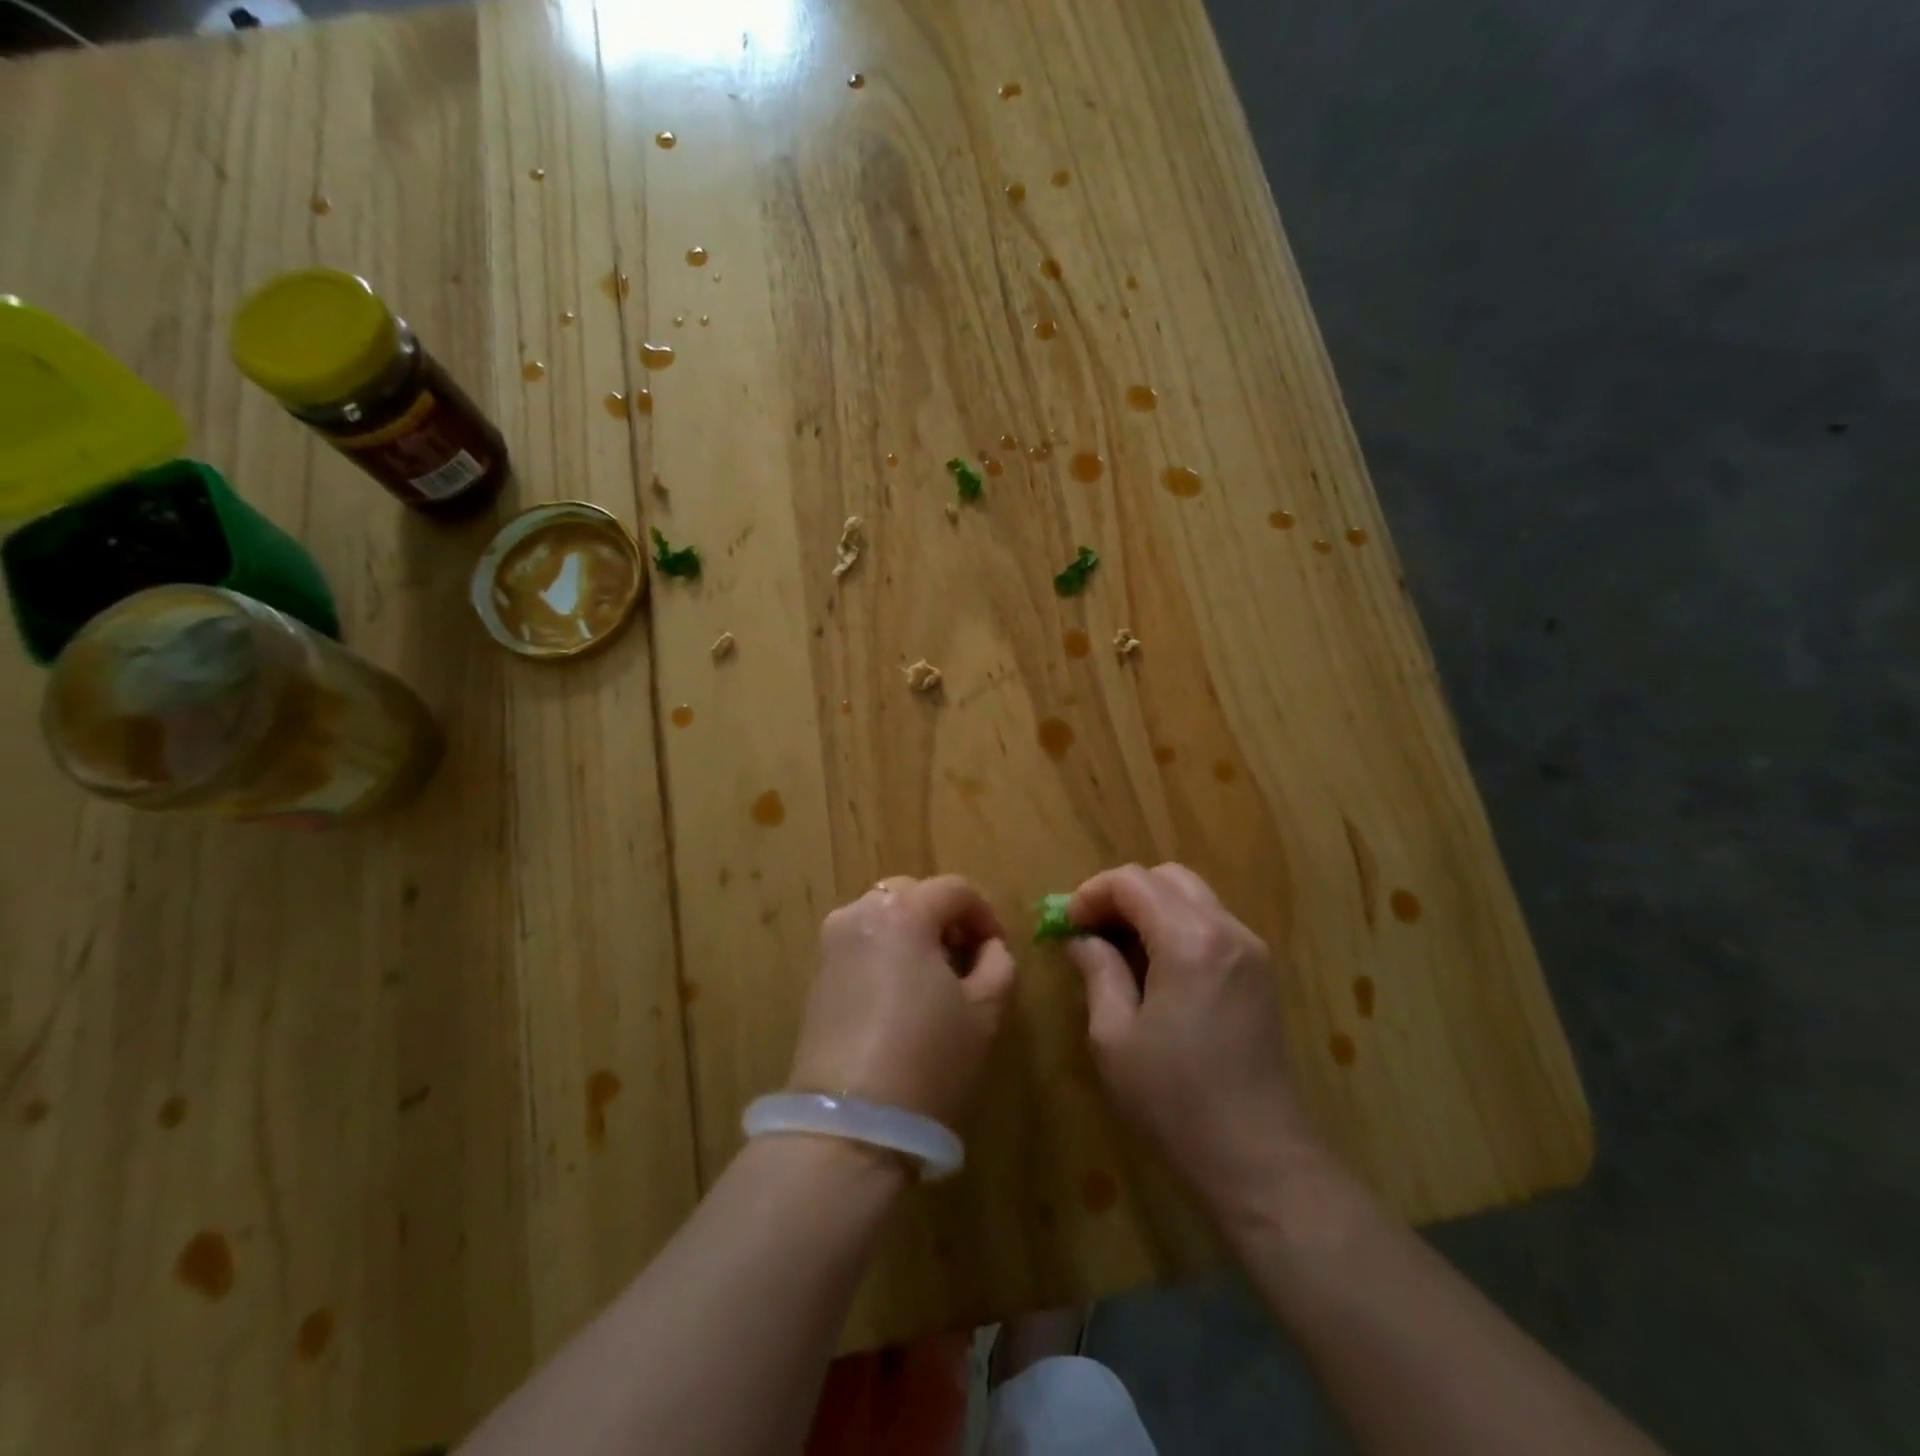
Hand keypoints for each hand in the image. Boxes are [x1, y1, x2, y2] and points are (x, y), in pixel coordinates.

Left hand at [788, 876, 1016, 1127]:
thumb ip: (998, 964)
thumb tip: (989, 947)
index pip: (954, 889)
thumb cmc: (929, 1059)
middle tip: (965, 958)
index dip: (984, 914)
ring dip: (912, 932)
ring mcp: (832, 944)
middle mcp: (861, 914)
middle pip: (913, 894)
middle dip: (944, 917)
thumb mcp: (984, 1012)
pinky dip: (884, 951)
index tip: (997, 950)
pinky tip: (899, 995)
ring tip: (932, 977)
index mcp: (904, 912)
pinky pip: (860, 943)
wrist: (851, 1125)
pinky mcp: (817, 976)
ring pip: (882, 916)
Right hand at [1066, 863, 1323, 1213]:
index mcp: (1190, 940)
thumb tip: (1080, 938)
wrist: (1259, 1159)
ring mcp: (1251, 950)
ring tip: (1120, 952)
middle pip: (1167, 878)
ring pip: (1193, 898)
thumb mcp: (1114, 1036)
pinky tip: (1157, 970)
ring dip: (1151, 909)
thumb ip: (1097, 971)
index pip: (1133, 882)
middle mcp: (1227, 930)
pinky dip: (1177, 927)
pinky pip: (1212, 924)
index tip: (1067, 924)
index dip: (1092, 893)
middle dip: (1122, 895)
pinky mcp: (1261, 973)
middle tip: (1091, 931)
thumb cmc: (1175, 1100)